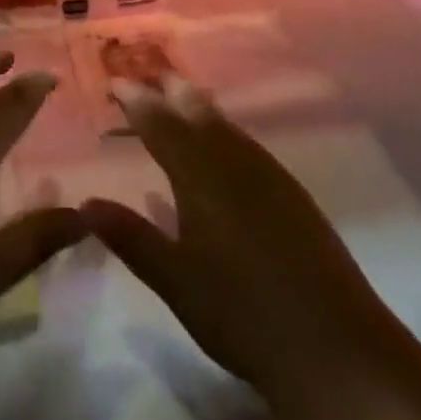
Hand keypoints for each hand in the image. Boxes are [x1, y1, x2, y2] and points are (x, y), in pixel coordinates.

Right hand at [81, 76, 382, 417]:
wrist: (335, 345)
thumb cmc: (242, 314)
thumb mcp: (176, 282)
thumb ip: (131, 238)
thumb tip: (86, 203)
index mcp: (200, 175)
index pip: (160, 124)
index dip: (136, 100)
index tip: (114, 82)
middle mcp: (234, 161)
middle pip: (197, 110)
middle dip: (170, 88)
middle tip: (147, 74)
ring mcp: (269, 174)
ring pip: (226, 124)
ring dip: (198, 105)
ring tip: (179, 96)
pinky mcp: (292, 193)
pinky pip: (247, 143)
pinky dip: (224, 130)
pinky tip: (224, 146)